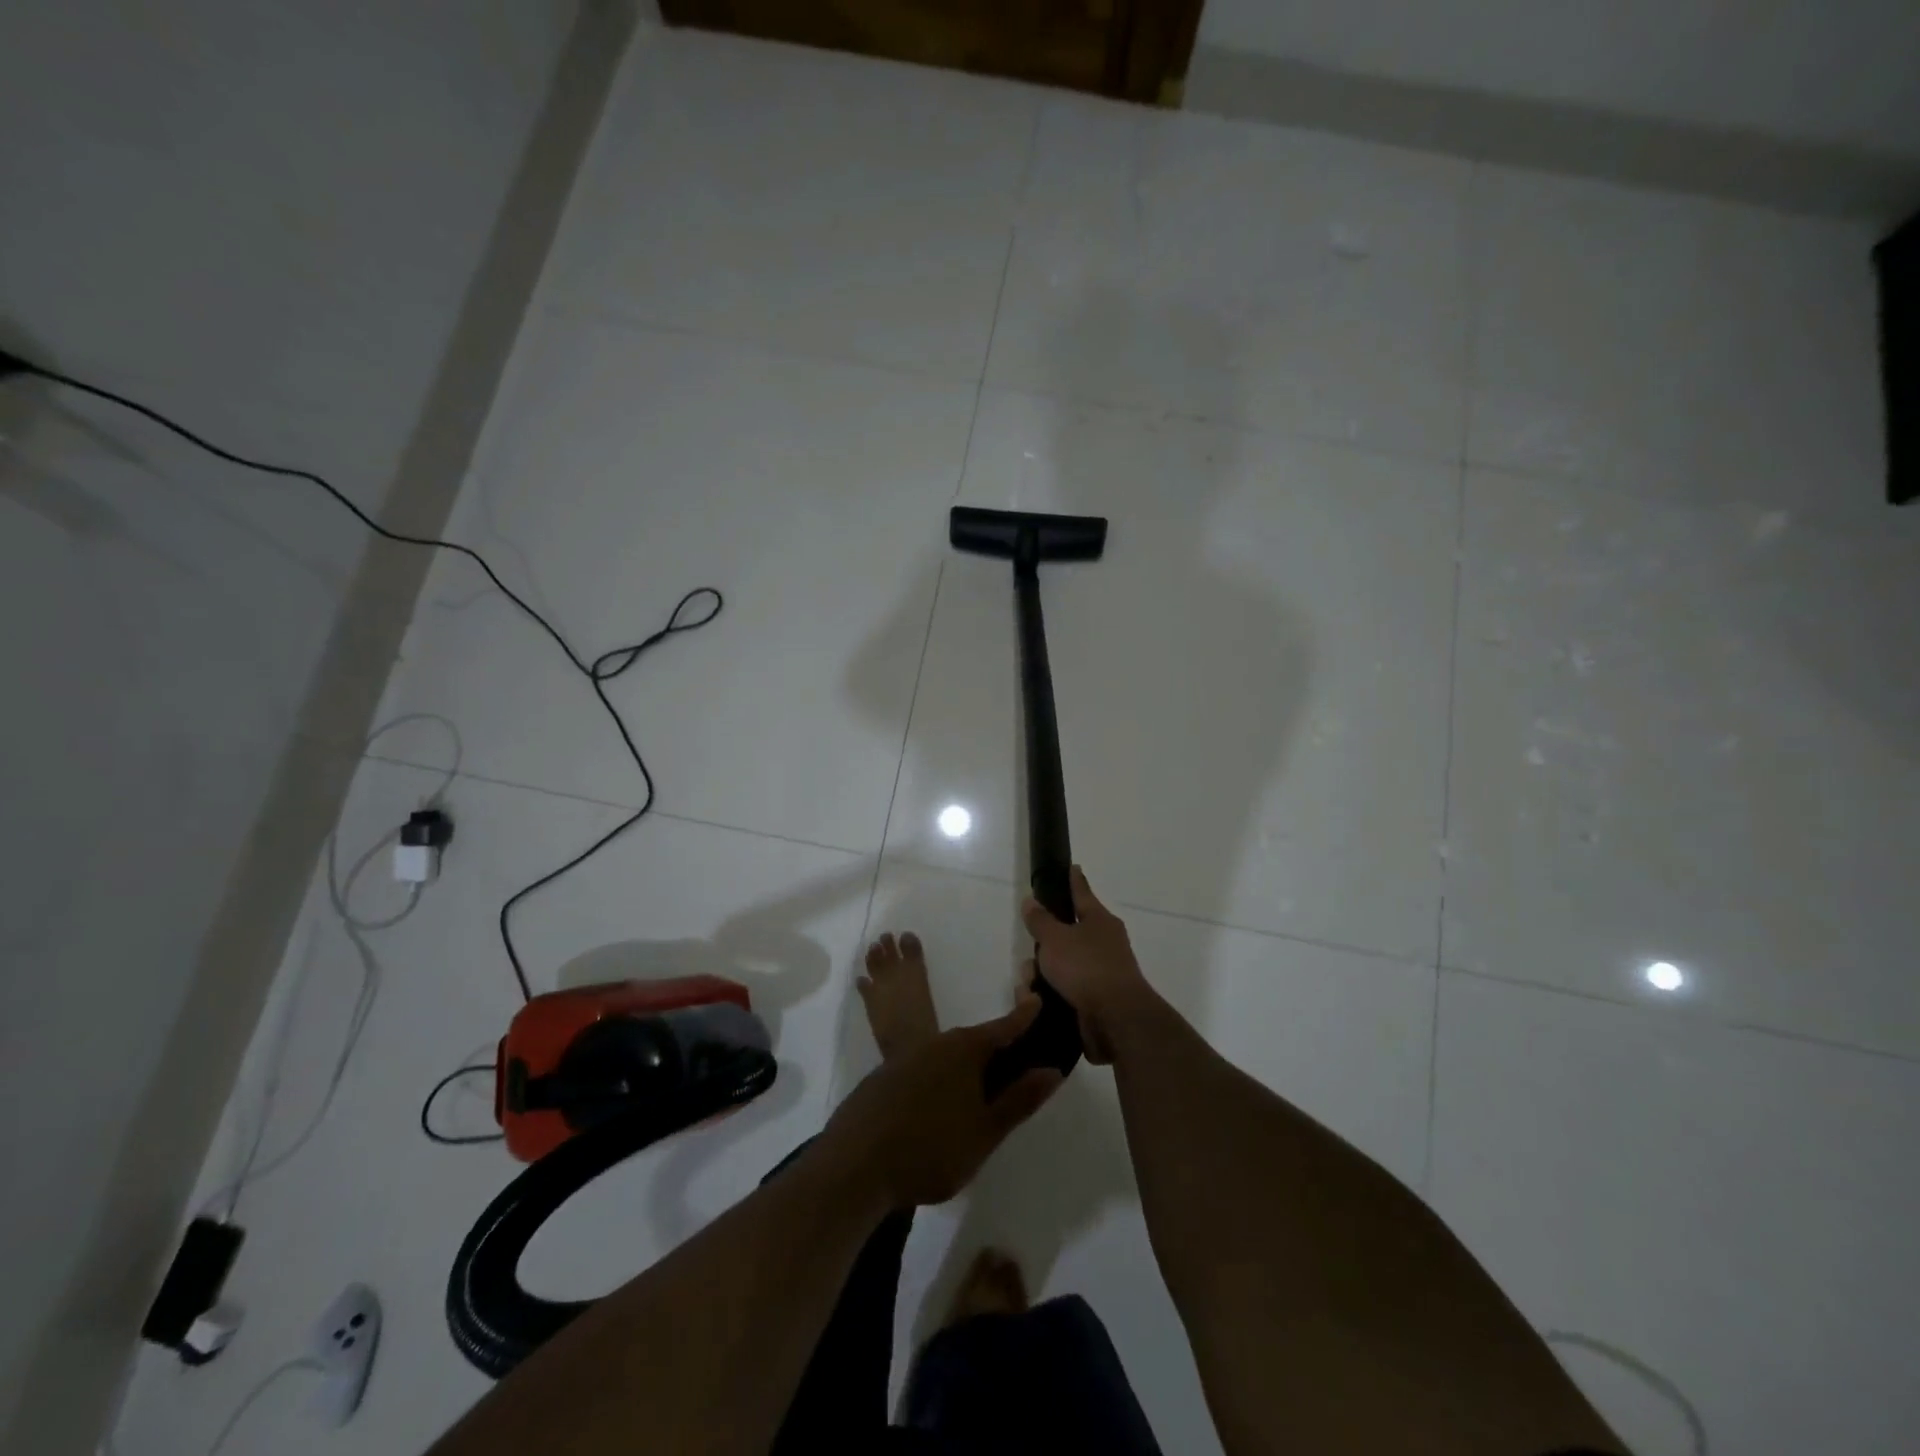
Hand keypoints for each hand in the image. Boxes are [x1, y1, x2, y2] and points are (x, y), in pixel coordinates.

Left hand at [822, 997, 1062, 1207]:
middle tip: (1012, 1065)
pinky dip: (935, 1081)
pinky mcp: (882, 1078)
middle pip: (972, 1041)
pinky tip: (935, 1110)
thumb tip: (1052, 1071)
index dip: (1023, 1018)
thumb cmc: (930, 1148)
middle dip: (993, 1049)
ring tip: (974, 1094)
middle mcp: (934, 1043)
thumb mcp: (985, 1131)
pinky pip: (920, 1070)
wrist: (855, 1164)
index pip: (1003, 1028)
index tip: (1036, 1000)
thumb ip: (1019, 1100)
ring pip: (944, 1056)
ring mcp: (903, 1058)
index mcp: (964, 1050)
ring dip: (962, 1069)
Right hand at [1021, 866, 1156, 1064]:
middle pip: (1066, 934)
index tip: (1072, 867)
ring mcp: (1101, 973)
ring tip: (1029, 988)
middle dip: (1043, 944)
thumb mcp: (1055, 938)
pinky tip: (1036, 1003)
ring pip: (1061, 965)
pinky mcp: (1094, 1001)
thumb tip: (1031, 900)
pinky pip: (1064, 990)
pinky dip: (1049, 995)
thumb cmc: (1086, 968)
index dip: (1073, 880)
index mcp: (1099, 921)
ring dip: (1042, 974)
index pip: (1082, 892)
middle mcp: (1104, 944)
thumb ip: (1040, 920)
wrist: (1116, 1020)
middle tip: (1030, 951)